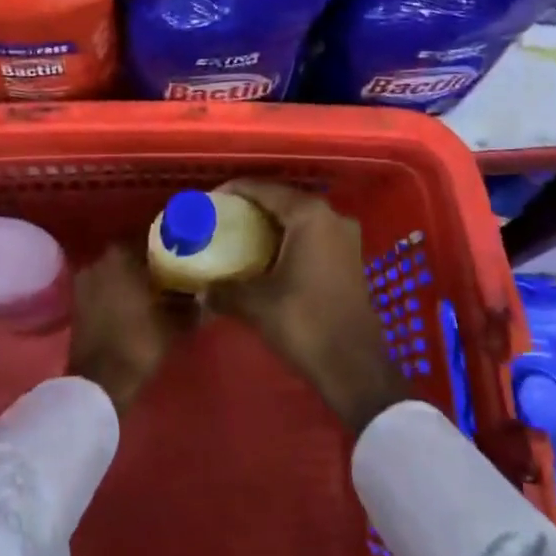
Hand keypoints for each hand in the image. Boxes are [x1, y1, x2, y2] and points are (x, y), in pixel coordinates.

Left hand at [68, 242, 193, 414]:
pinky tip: (137, 303)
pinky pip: (105, 286)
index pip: (149, 237)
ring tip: (157, 288)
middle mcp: (98, 259)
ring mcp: (85, 280)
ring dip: (133, 276)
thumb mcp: (173, 323)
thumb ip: (191, 304)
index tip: (184, 252)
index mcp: (120, 255)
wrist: (99, 382)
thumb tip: (206, 295)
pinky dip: (119, 290)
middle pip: (130, 253)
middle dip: (150, 261)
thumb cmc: (138, 343)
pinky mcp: (78, 301)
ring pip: (116, 270)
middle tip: (173, 271)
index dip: (168, 245)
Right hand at [207, 181, 408, 434]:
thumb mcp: (257, 303)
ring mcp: (345, 236)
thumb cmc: (305, 323)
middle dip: (252, 206)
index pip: (265, 189)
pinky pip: (312, 235)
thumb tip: (201, 290)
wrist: (354, 366)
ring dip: (271, 223)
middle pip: (283, 199)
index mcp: (309, 215)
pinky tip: (267, 255)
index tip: (209, 201)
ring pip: (299, 218)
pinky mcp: (349, 256)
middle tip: (222, 218)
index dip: (235, 191)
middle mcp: (331, 216)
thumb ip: (225, 289)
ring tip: (240, 235)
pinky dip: (288, 238)